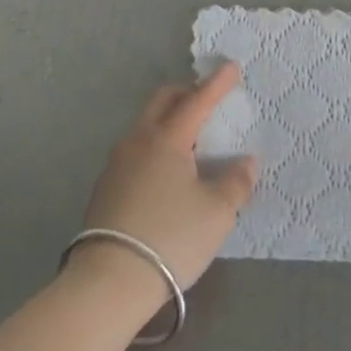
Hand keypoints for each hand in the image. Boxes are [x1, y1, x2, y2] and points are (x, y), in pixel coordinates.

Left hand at [74, 62, 257, 293]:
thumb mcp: (217, 213)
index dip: (217, 84)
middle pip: (163, 101)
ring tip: (191, 140)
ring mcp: (117, 164)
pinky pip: (136, 149)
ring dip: (169, 120)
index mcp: (168, 138)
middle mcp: (139, 141)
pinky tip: (167, 171)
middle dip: (187, 93)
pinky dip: (156, 145)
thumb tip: (245, 162)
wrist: (107, 284)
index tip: (231, 66)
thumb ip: (236, 182)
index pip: (198, 101)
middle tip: (208, 101)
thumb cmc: (171, 238)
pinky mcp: (105, 188)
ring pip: (146, 125)